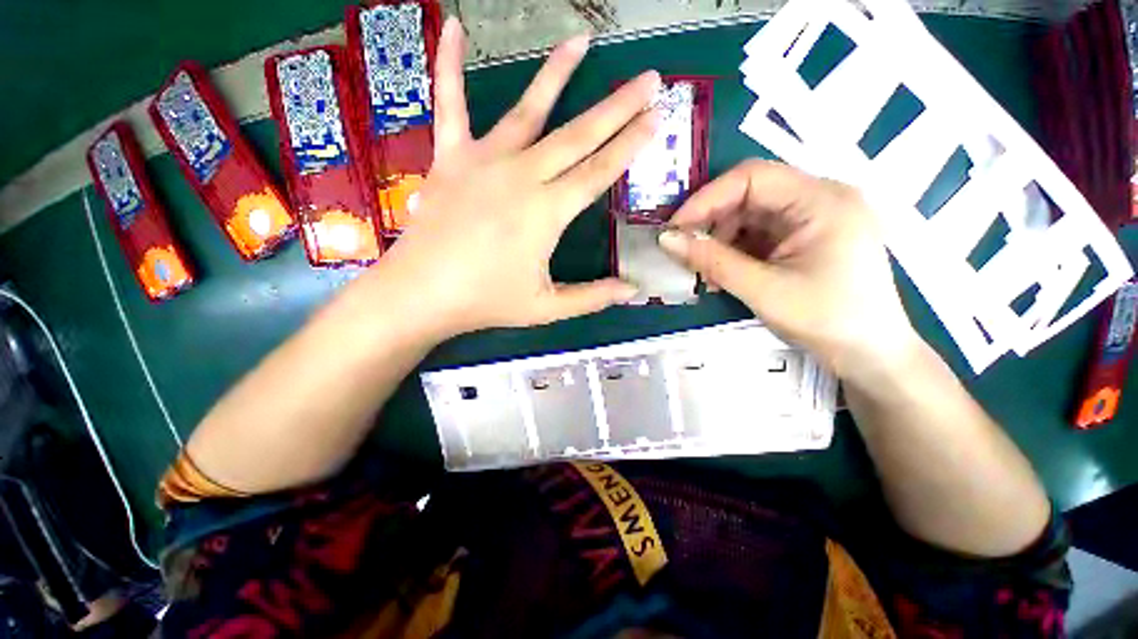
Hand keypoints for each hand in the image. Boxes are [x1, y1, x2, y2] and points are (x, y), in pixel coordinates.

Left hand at [360, 18, 659, 340]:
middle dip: (617, 106)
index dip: (630, 145)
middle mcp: (521, 176)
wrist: (420, 294)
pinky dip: (450, 64)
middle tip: (648, 79)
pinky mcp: (450, 157)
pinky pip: (450, 103)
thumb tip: (634, 291)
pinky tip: (456, 27)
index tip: (656, 117)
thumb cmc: (486, 301)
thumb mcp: (546, 307)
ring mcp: (483, 161)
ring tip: (580, 41)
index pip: (599, 172)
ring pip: (528, 109)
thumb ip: (592, 297)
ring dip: (557, 74)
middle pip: (577, 135)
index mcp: (546, 212)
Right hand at [658, 160, 920, 380]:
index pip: (752, 177)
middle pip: (750, 193)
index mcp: (822, 200)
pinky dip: (735, 249)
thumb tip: (666, 240)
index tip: (674, 230)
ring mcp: (813, 218)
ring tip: (703, 269)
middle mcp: (820, 198)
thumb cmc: (826, 320)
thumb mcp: (763, 290)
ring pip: (750, 214)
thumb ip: (712, 261)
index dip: (706, 199)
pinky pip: (759, 232)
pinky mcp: (806, 237)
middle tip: (683, 249)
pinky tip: (722, 271)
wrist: (870, 354)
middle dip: (711, 221)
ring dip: (720, 238)